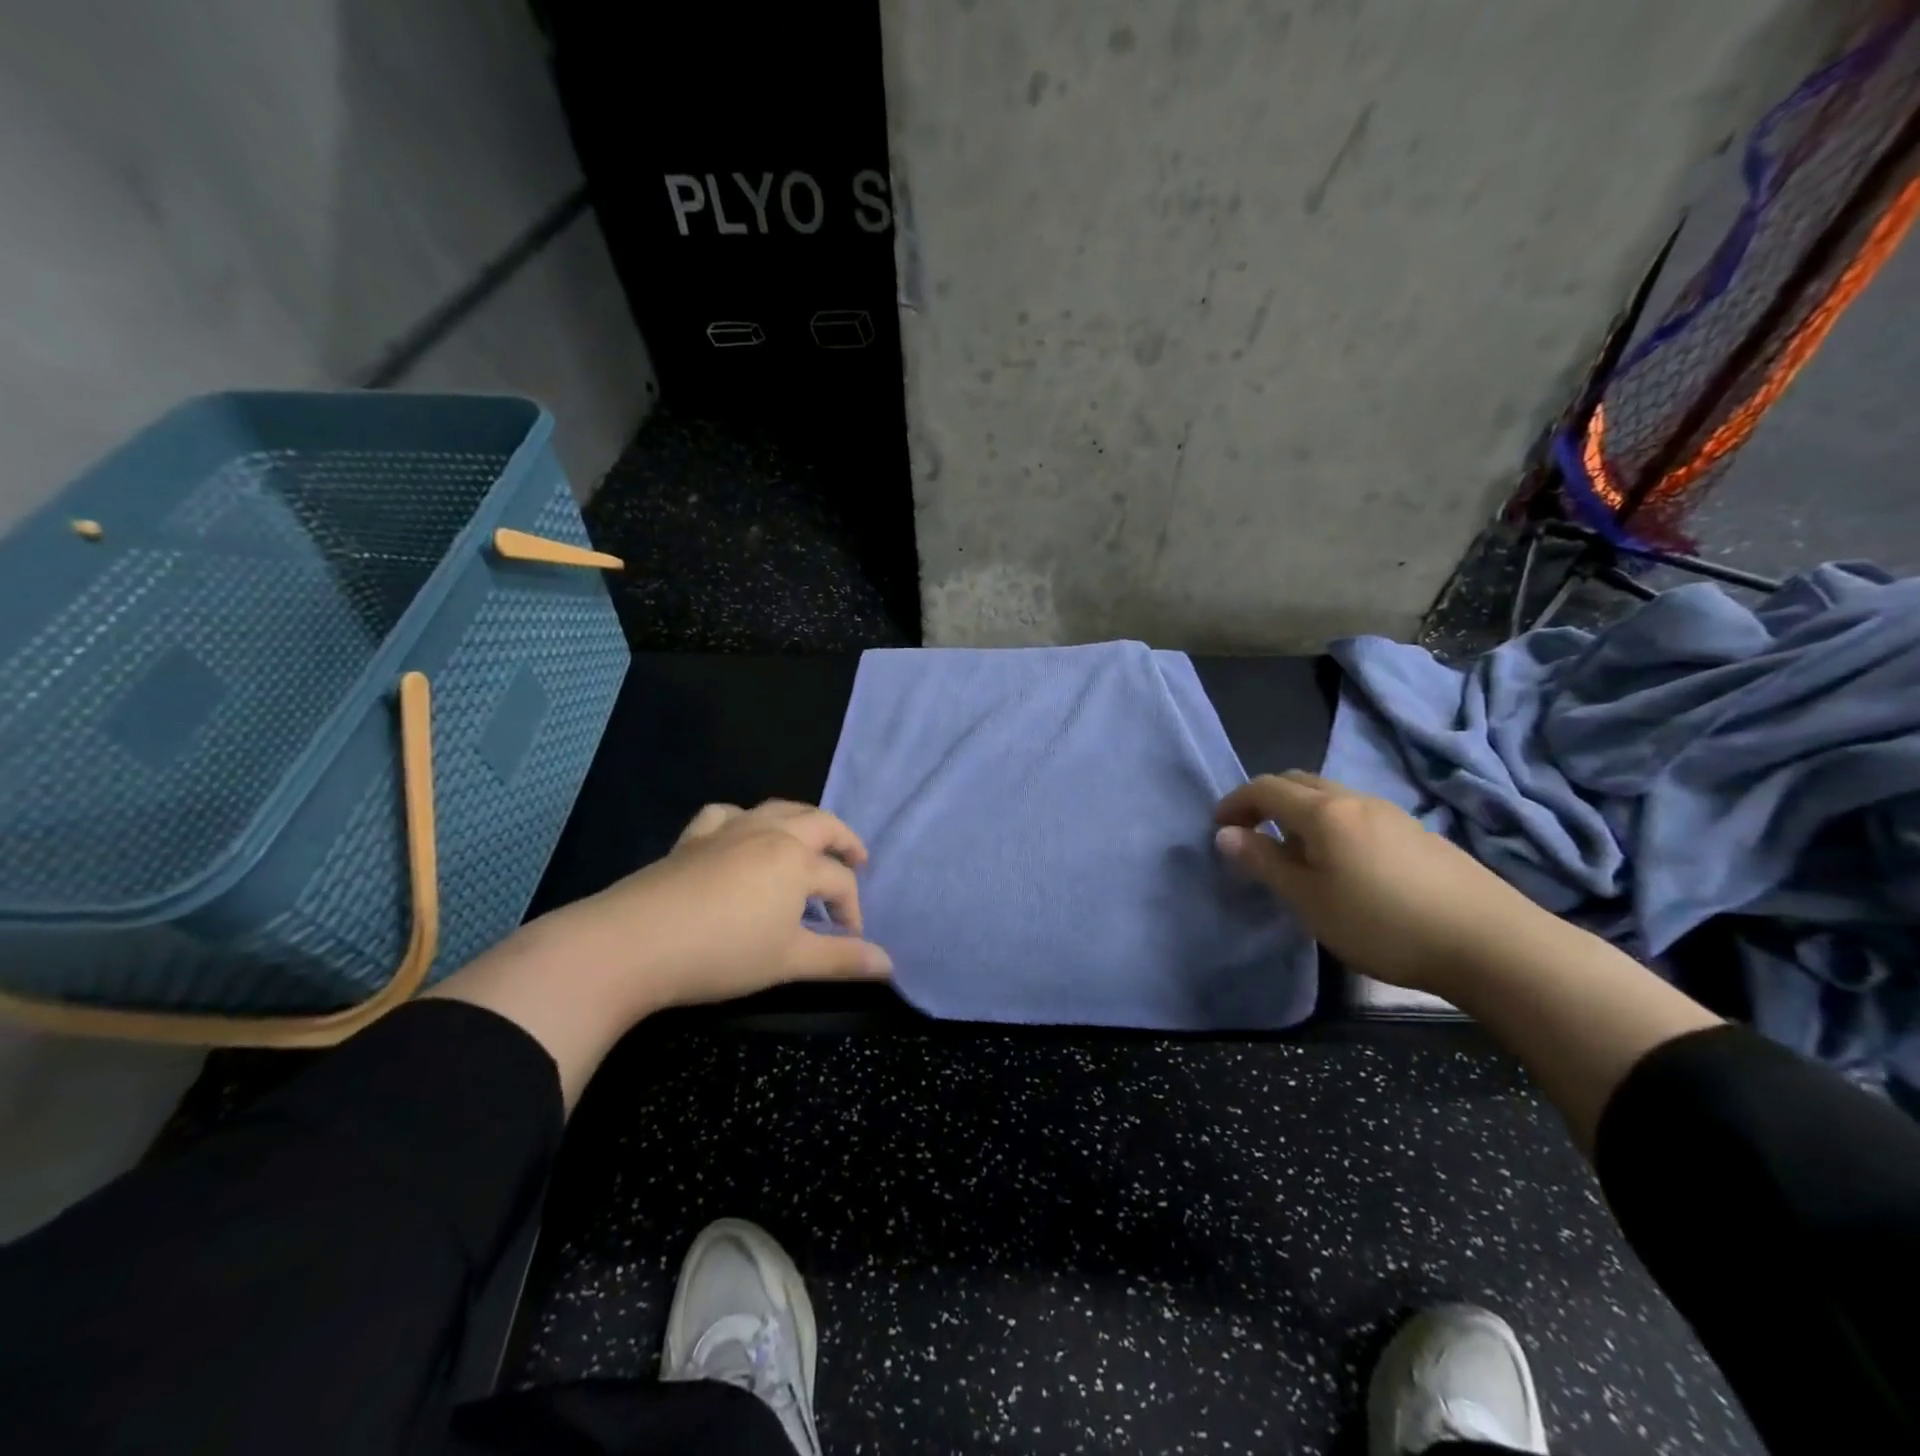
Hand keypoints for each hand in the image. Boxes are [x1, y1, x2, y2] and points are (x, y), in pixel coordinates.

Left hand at [428, 800, 890, 1107]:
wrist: (633, 944)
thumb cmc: (722, 953)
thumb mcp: (789, 961)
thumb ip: (841, 960)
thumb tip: (889, 965)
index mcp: (797, 859)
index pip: (839, 881)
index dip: (852, 911)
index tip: (851, 941)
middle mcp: (769, 833)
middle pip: (819, 824)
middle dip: (844, 841)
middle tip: (857, 861)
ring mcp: (729, 831)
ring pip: (777, 809)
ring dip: (802, 821)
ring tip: (810, 841)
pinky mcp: (693, 839)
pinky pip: (725, 814)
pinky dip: (743, 818)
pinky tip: (742, 833)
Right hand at [1213, 771, 1559, 993]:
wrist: (1491, 943)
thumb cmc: (1383, 923)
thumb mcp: (1310, 900)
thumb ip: (1264, 863)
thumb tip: (1225, 835)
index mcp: (1323, 811)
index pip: (1265, 788)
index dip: (1235, 802)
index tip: (1217, 827)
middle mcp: (1355, 800)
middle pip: (1298, 782)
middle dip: (1265, 800)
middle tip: (1249, 834)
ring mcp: (1391, 813)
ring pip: (1330, 796)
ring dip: (1299, 813)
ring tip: (1292, 854)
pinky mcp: (1417, 833)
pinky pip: (1356, 814)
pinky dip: (1329, 825)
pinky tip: (1340, 864)